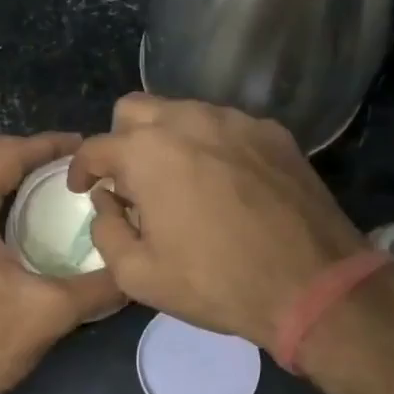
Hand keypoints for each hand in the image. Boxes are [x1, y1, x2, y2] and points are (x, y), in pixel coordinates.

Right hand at [68, 95, 370, 345]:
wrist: (311, 283)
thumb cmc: (215, 282)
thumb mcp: (138, 274)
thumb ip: (106, 229)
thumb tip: (107, 201)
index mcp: (147, 152)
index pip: (95, 147)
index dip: (82, 169)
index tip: (84, 189)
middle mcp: (187, 120)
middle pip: (135, 110)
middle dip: (121, 140)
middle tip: (129, 181)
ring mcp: (235, 121)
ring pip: (183, 112)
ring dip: (167, 139)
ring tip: (178, 181)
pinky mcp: (272, 132)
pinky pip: (226, 126)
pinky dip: (211, 145)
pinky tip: (223, 182)